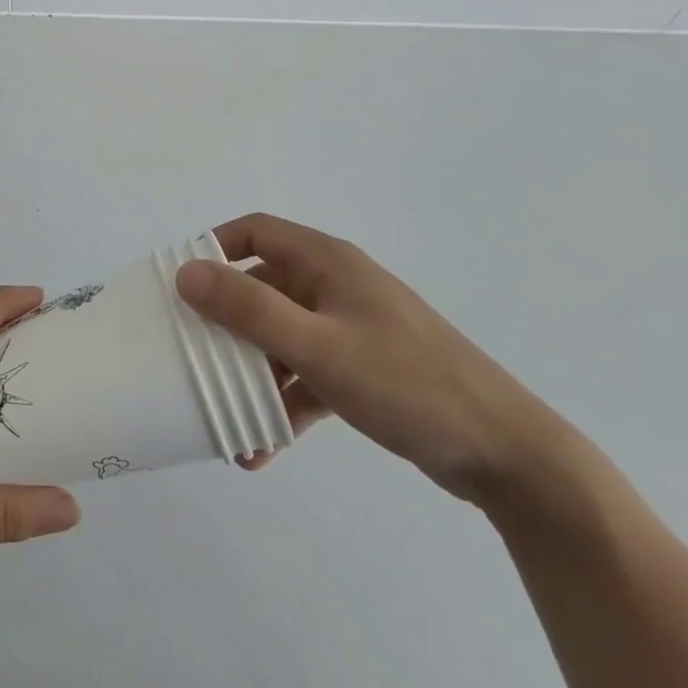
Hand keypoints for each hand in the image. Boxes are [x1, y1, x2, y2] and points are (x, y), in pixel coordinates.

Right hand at [177, 214, 562, 503]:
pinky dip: (283, 403)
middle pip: (263, 287)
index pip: (256, 232)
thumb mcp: (318, 347)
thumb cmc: (407, 384)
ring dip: (251, 373)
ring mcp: (351, 329)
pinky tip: (261, 447)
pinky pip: (306, 376)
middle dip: (225, 323)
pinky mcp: (363, 371)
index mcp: (327, 263)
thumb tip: (186, 272)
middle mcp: (335, 286)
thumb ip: (249, 310)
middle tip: (190, 352)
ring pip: (282, 336)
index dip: (214, 248)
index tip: (179, 283)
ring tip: (222, 414)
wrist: (507, 456)